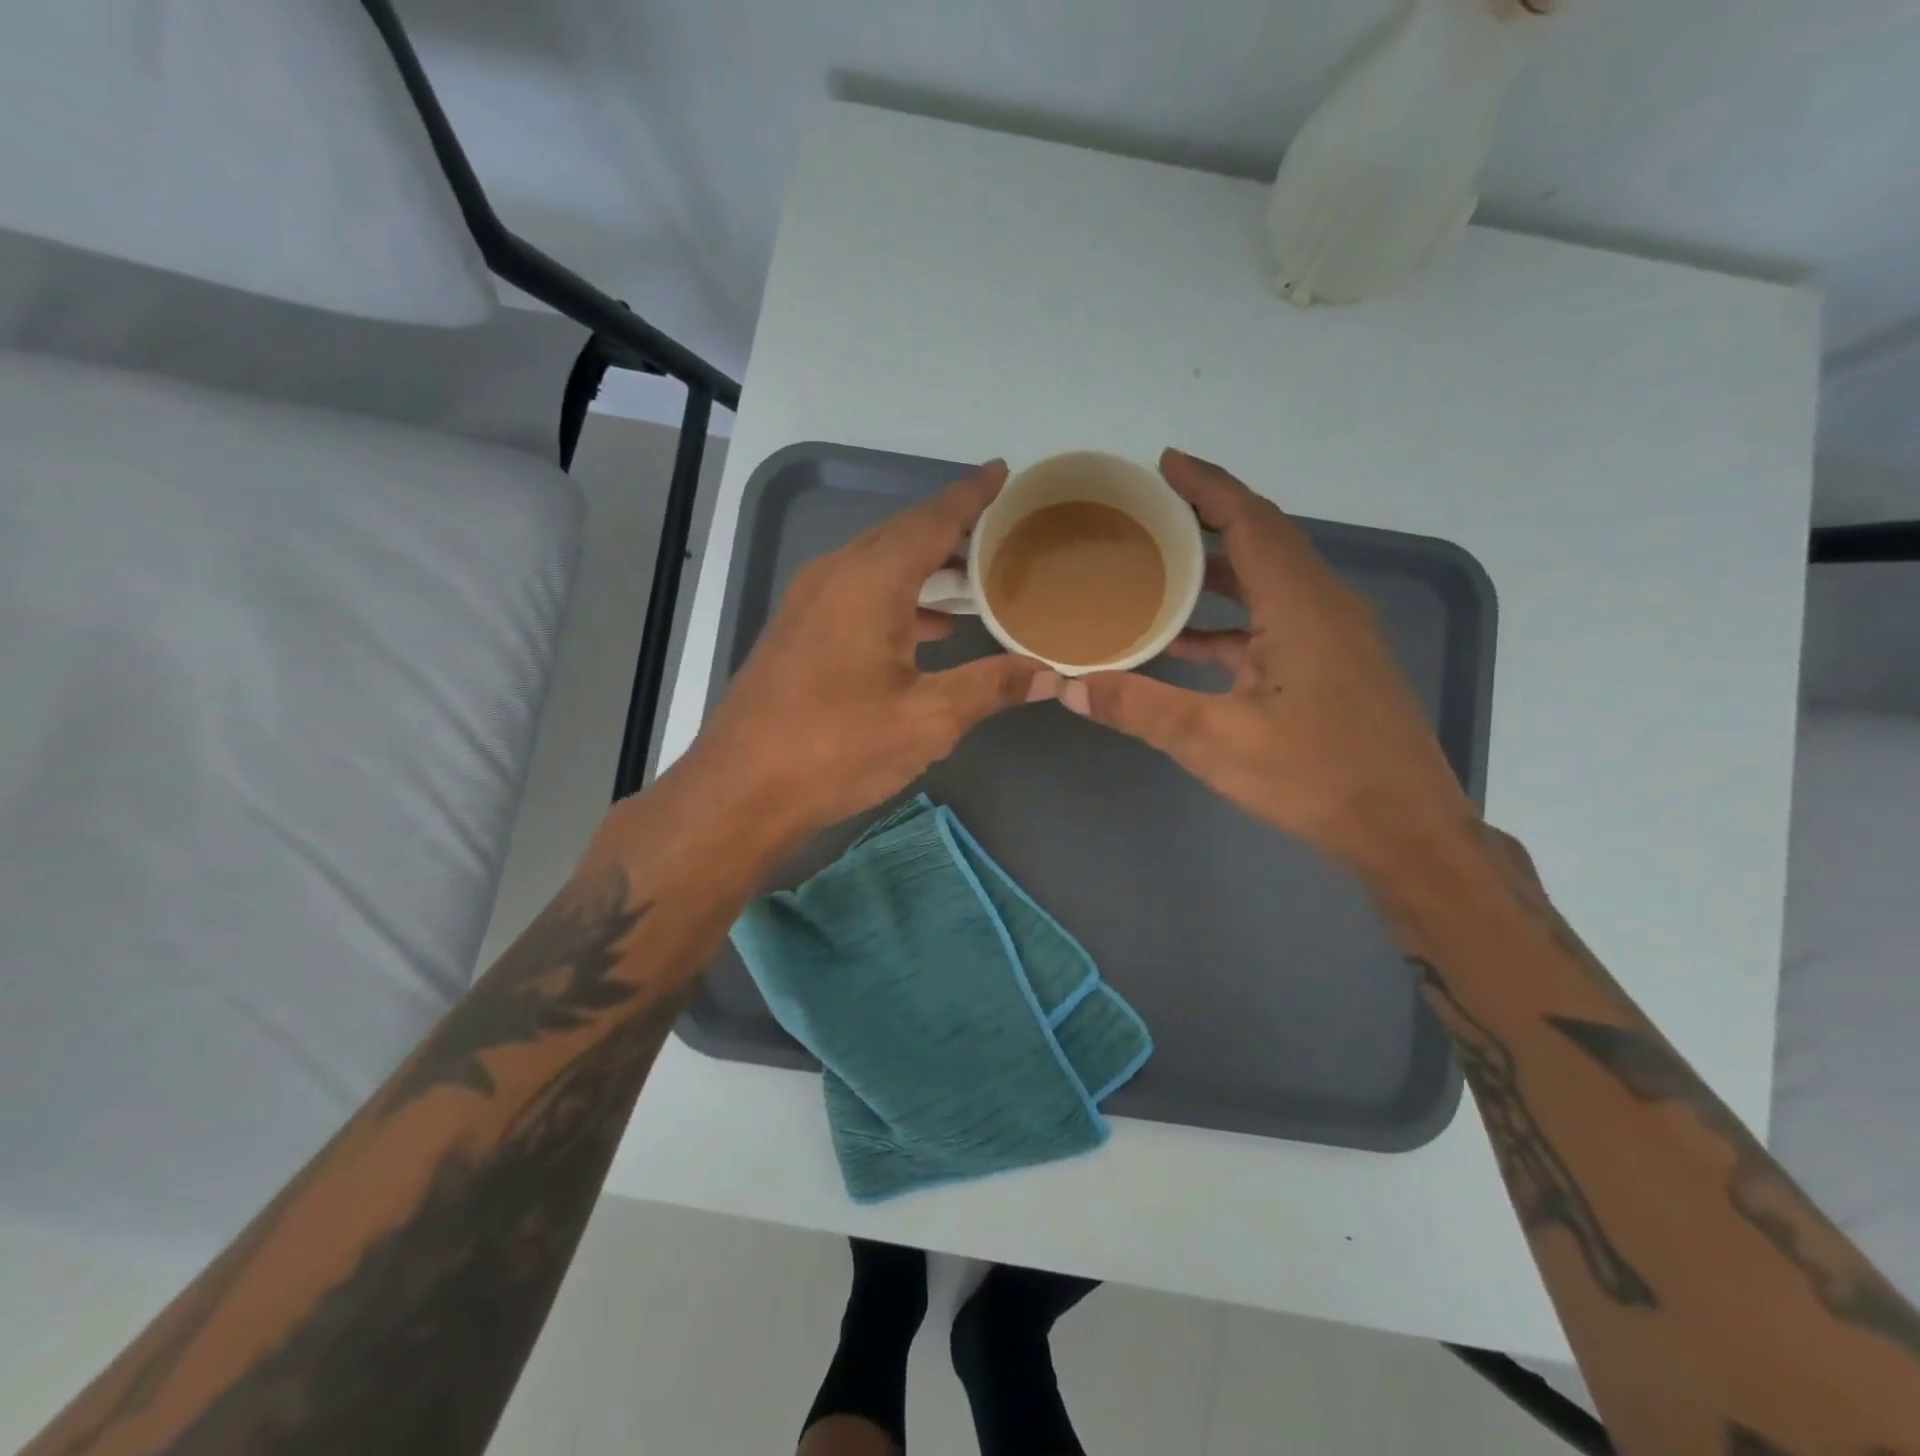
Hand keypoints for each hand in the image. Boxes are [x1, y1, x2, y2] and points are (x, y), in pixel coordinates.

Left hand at [696, 460, 1056, 835]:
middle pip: (902, 534)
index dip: (971, 496)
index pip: (932, 520)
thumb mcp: (926, 720)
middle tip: (1000, 532)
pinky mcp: (797, 630)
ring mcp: (808, 602)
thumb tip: (1051, 674)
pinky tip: (924, 630)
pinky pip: (856, 592)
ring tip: (973, 580)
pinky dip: (897, 597)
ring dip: (924, 567)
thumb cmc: (836, 748)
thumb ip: (990, 688)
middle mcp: (835, 575)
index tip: (1003, 472)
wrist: (741, 789)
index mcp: (869, 581)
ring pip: (877, 563)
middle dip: (951, 529)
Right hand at [1062, 449, 1473, 876]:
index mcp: (1302, 606)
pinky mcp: (1333, 665)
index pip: (1252, 520)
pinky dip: (1231, 617)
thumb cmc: (1316, 778)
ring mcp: (1334, 637)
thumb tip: (1068, 685)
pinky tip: (1187, 639)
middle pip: (1263, 539)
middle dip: (1208, 517)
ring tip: (1157, 564)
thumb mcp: (1215, 742)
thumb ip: (1139, 708)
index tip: (1163, 463)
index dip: (1208, 486)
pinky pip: (1274, 619)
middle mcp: (1324, 606)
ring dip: (1217, 568)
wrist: (1405, 831)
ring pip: (1269, 581)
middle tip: (1149, 510)